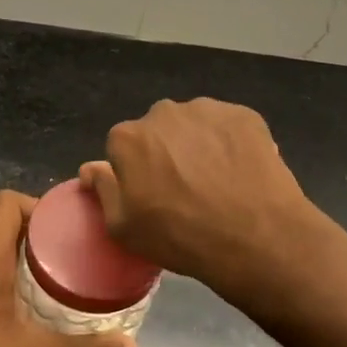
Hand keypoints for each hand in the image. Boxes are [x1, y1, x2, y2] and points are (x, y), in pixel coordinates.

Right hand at [80, 98, 320, 298]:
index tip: (152, 197)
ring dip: (199, 145)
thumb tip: (90, 168)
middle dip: (166, 153)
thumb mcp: (124, 228)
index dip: (136, 173)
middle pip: (158, 132)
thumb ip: (103, 190)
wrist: (256, 237)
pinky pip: (228, 127)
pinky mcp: (245, 115)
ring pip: (194, 126)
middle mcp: (164, 112)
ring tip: (218, 182)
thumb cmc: (180, 237)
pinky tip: (241, 173)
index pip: (122, 148)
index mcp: (129, 137)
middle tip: (186, 189)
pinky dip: (230, 144)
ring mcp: (208, 109)